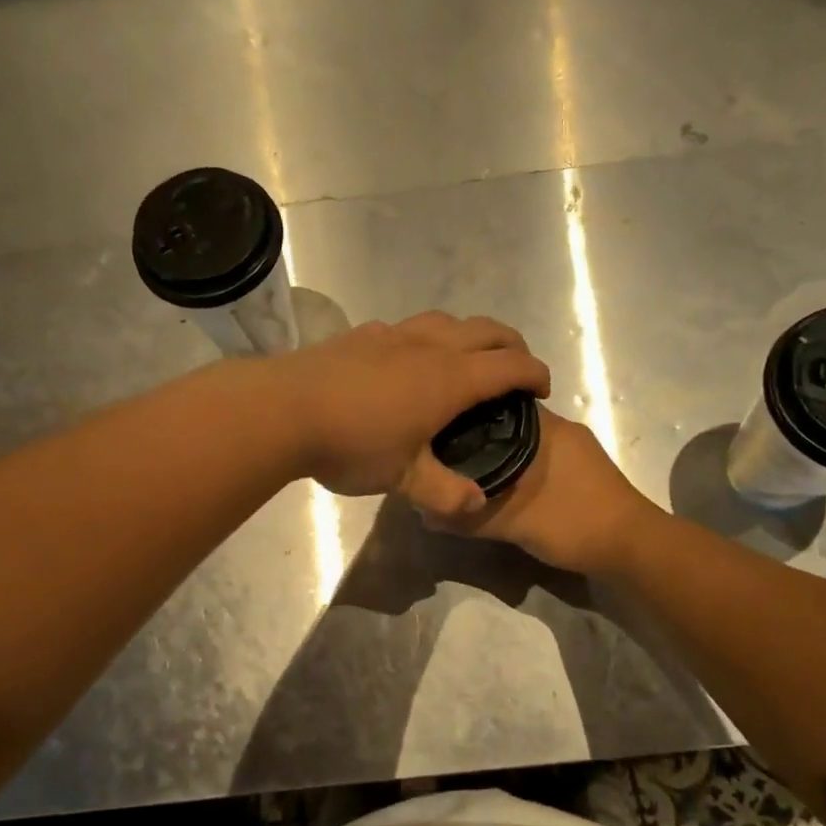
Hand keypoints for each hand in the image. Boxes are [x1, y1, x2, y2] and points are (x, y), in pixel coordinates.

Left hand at [271, 312, 550, 506]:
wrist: (282, 410)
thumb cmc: (352, 444)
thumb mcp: (403, 479)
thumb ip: (444, 493)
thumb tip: (477, 504)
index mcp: (449, 378)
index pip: (509, 366)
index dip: (534, 374)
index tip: (543, 389)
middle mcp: (428, 346)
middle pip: (486, 330)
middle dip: (511, 346)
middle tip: (516, 369)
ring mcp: (392, 335)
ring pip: (446, 321)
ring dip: (470, 335)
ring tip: (468, 359)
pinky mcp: (361, 335)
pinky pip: (408, 328)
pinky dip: (428, 338)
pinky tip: (409, 359)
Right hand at [406, 405, 661, 575]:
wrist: (633, 548)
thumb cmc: (573, 522)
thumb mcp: (512, 523)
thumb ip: (468, 518)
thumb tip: (426, 513)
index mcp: (547, 428)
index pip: (497, 402)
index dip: (467, 411)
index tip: (439, 425)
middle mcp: (563, 430)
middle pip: (509, 423)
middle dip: (479, 437)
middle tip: (445, 454)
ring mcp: (577, 452)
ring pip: (527, 445)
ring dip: (500, 457)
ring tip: (465, 473)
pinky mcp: (584, 474)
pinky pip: (540, 462)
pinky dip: (519, 471)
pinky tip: (501, 490)